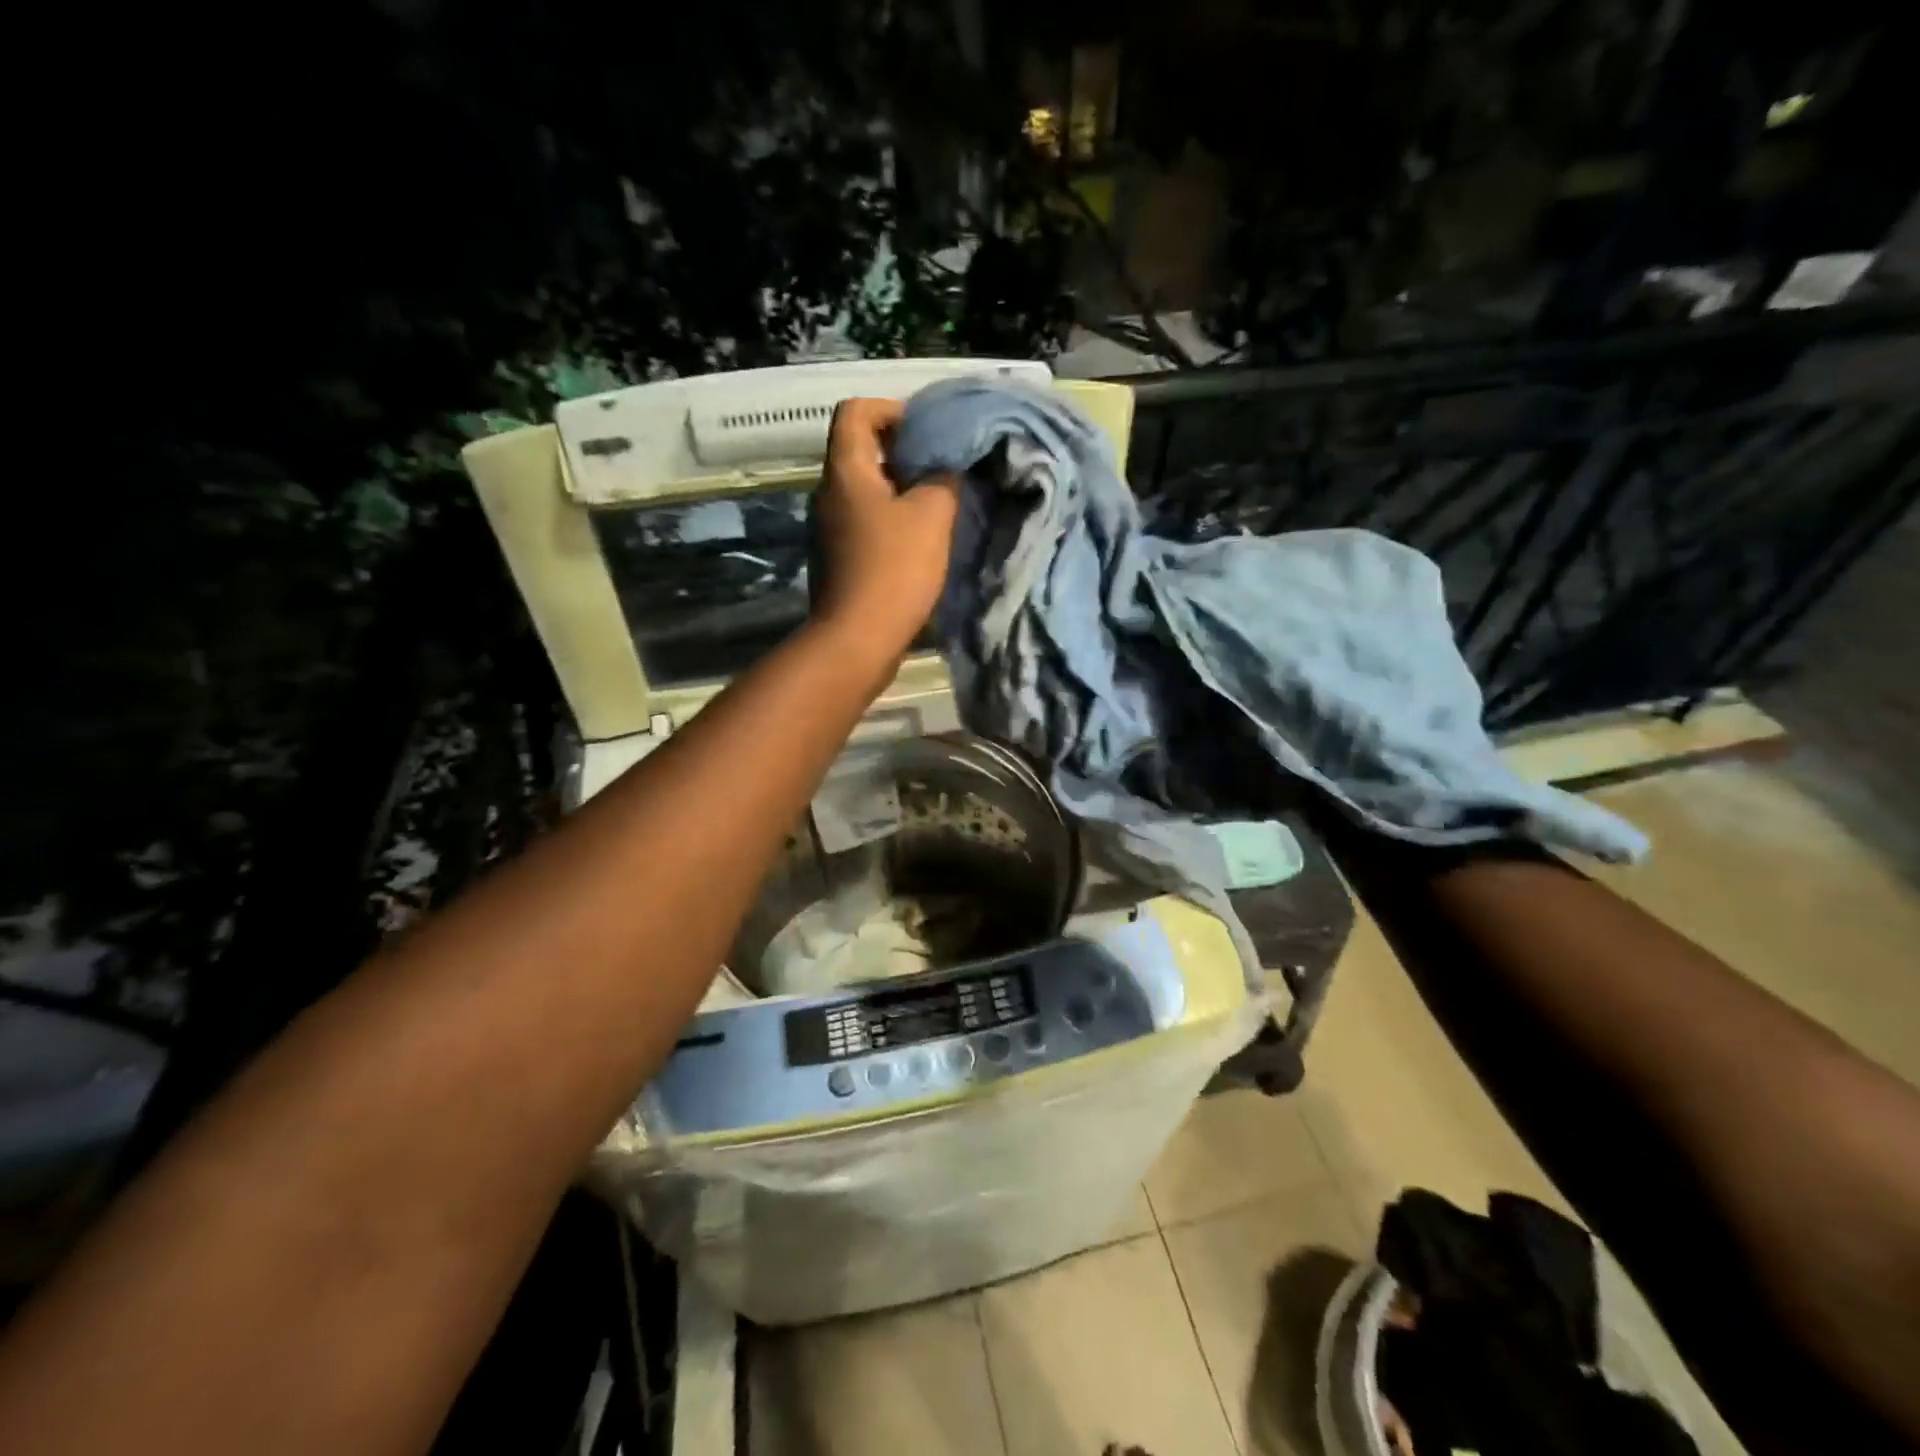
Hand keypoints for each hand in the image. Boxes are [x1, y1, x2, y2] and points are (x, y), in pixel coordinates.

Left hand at [811, 397, 959, 657]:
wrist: (858, 639)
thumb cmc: (894, 569)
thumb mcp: (932, 515)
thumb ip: (942, 479)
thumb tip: (943, 469)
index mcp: (845, 471)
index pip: (856, 411)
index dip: (891, 410)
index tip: (927, 433)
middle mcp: (828, 494)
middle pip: (861, 451)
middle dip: (903, 453)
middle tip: (942, 470)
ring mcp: (829, 529)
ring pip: (866, 491)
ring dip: (901, 491)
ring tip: (938, 506)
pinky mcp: (838, 559)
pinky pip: (866, 523)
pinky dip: (892, 521)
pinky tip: (920, 542)